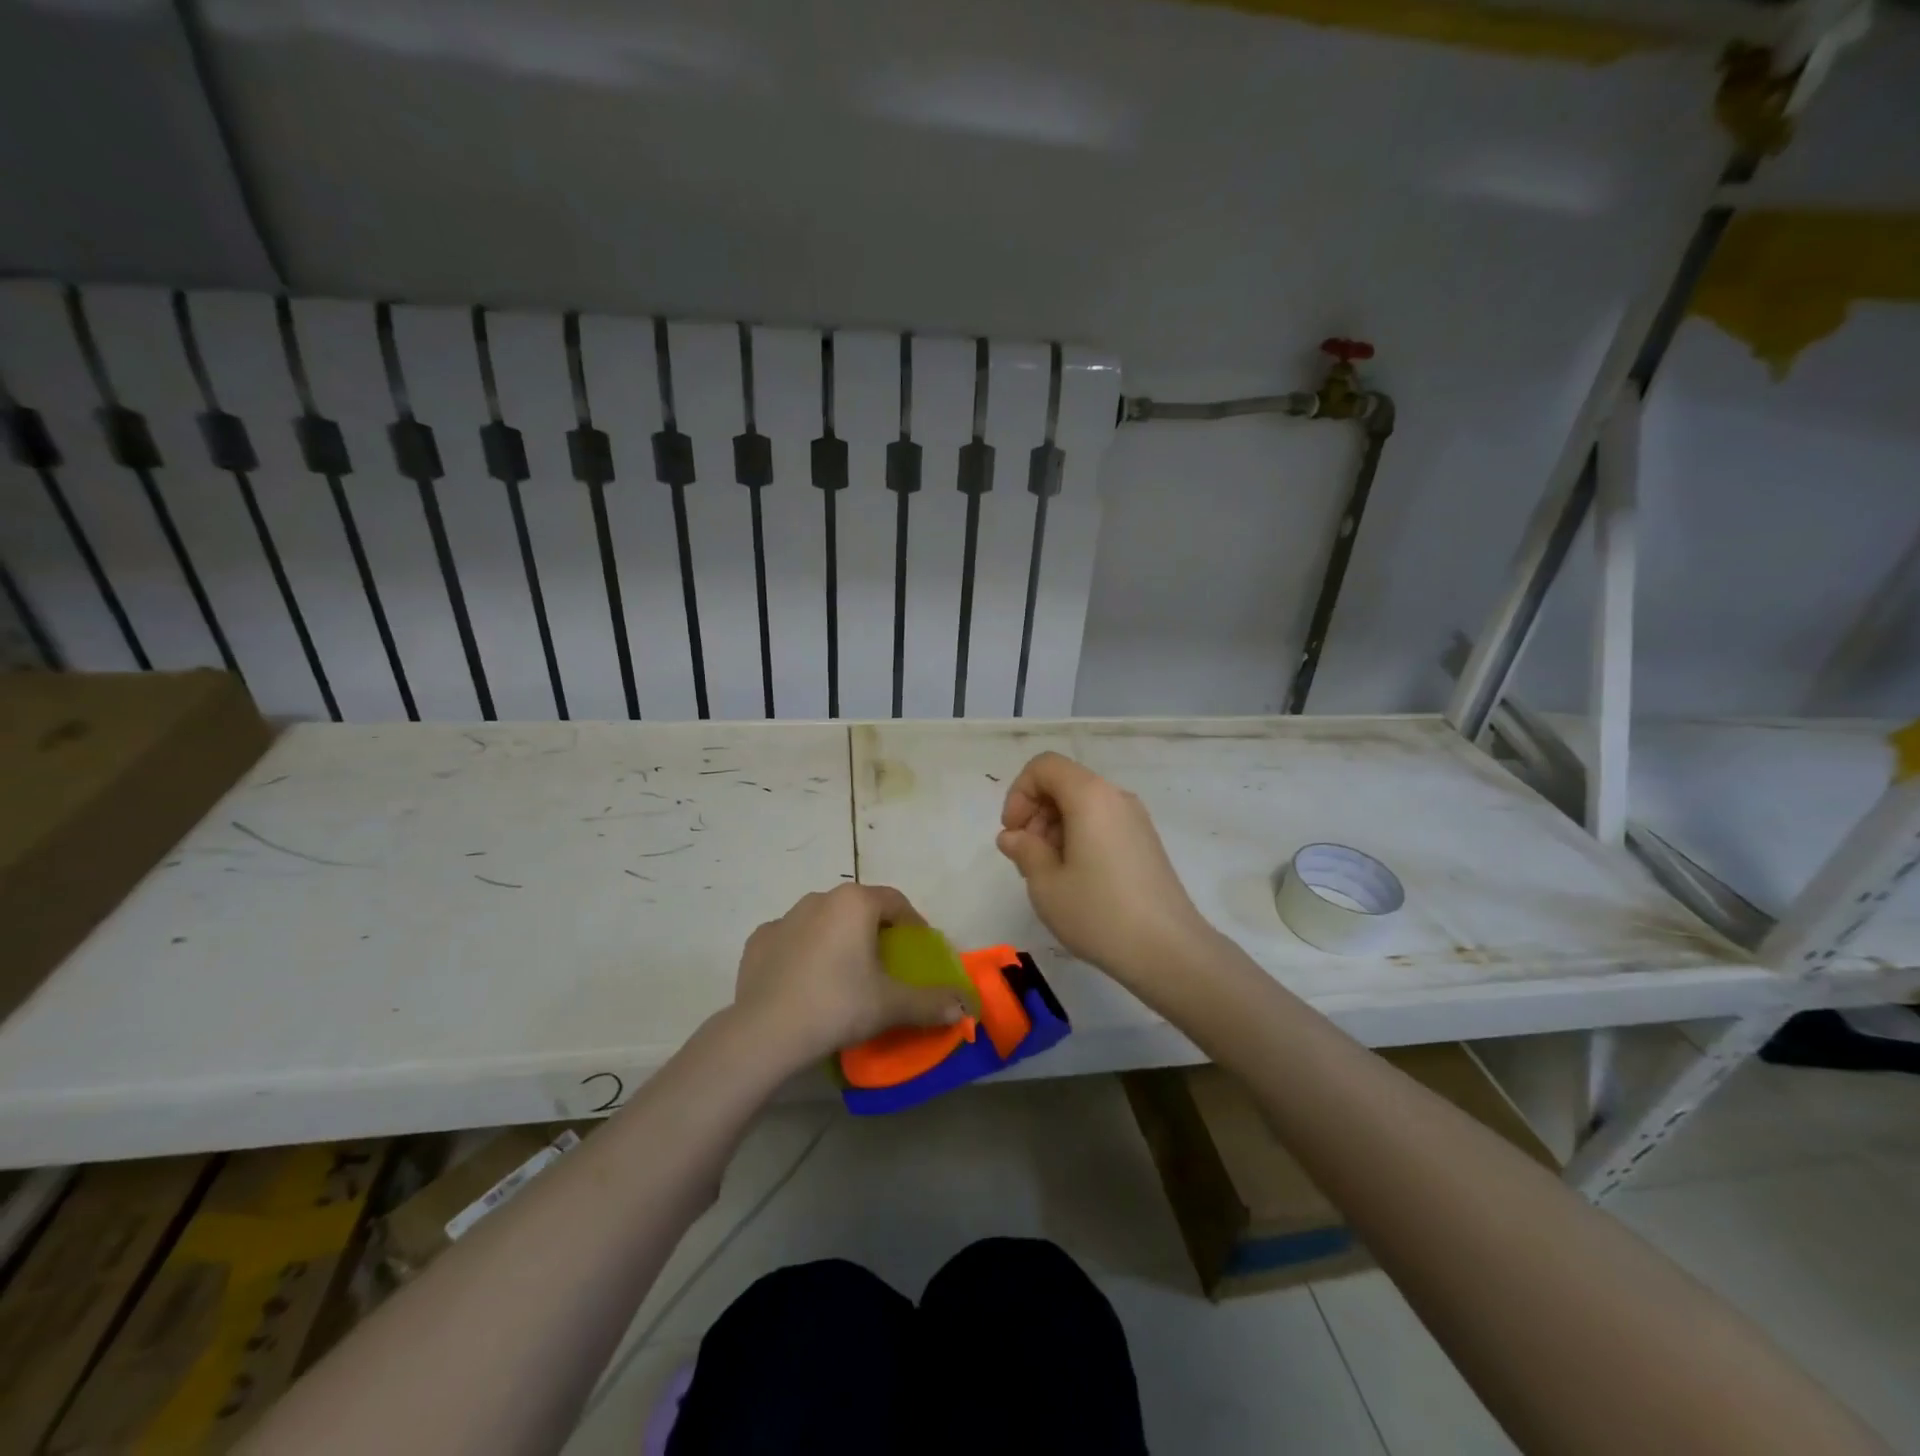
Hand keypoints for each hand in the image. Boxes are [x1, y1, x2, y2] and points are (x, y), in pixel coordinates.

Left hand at [731, 884, 969, 1070]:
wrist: (766, 1032)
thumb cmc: (838, 1005)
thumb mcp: (892, 1005)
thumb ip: (931, 1002)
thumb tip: (965, 1007)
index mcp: (855, 902)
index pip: (895, 902)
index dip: (913, 924)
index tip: (919, 951)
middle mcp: (819, 898)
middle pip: (859, 909)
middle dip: (875, 931)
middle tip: (884, 966)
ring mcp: (784, 917)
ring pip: (823, 921)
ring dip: (838, 939)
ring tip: (845, 976)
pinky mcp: (758, 941)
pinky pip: (792, 940)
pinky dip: (804, 953)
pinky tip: (807, 982)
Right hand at [997, 752, 1212, 987]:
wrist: (1168, 951)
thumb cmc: (1099, 913)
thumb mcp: (1046, 884)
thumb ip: (1024, 850)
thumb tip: (1013, 837)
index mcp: (1090, 796)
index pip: (1044, 766)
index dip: (1019, 793)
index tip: (1014, 833)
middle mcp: (1116, 797)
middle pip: (1064, 783)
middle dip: (1036, 813)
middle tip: (1026, 858)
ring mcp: (1136, 820)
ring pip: (1083, 805)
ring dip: (1055, 829)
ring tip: (1048, 874)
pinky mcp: (1146, 843)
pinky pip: (1102, 823)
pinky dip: (1079, 838)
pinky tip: (1075, 880)